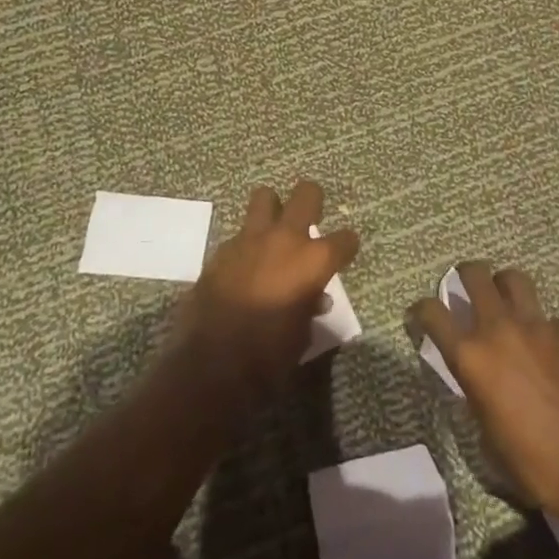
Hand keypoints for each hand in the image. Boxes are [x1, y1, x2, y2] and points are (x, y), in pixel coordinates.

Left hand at [173, 180, 359, 404]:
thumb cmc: (268, 356)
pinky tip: (245, 265)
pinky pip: (240, 234)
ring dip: (272, 209)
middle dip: (312, 201)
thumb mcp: (301, 336)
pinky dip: (246, 245)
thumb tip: (314, 298)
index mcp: (313, 261)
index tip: (345, 252)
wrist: (211, 363)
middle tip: (310, 219)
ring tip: (273, 230)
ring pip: (264, 197)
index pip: (345, 239)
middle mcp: (285, 239)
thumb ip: (310, 308)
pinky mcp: (221, 250)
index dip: (347, 246)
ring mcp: (250, 239)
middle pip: (306, 194)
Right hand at [411, 261, 558, 527]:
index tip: (421, 315)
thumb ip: (478, 398)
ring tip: (505, 300)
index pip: (432, 313)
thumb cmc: (538, 465)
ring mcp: (537, 326)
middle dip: (465, 274)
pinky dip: (542, 323)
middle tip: (466, 286)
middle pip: (474, 274)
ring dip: (504, 284)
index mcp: (471, 358)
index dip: (421, 309)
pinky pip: (548, 315)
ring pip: (513, 278)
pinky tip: (547, 347)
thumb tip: (481, 387)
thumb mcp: (490, 439)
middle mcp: (499, 329)